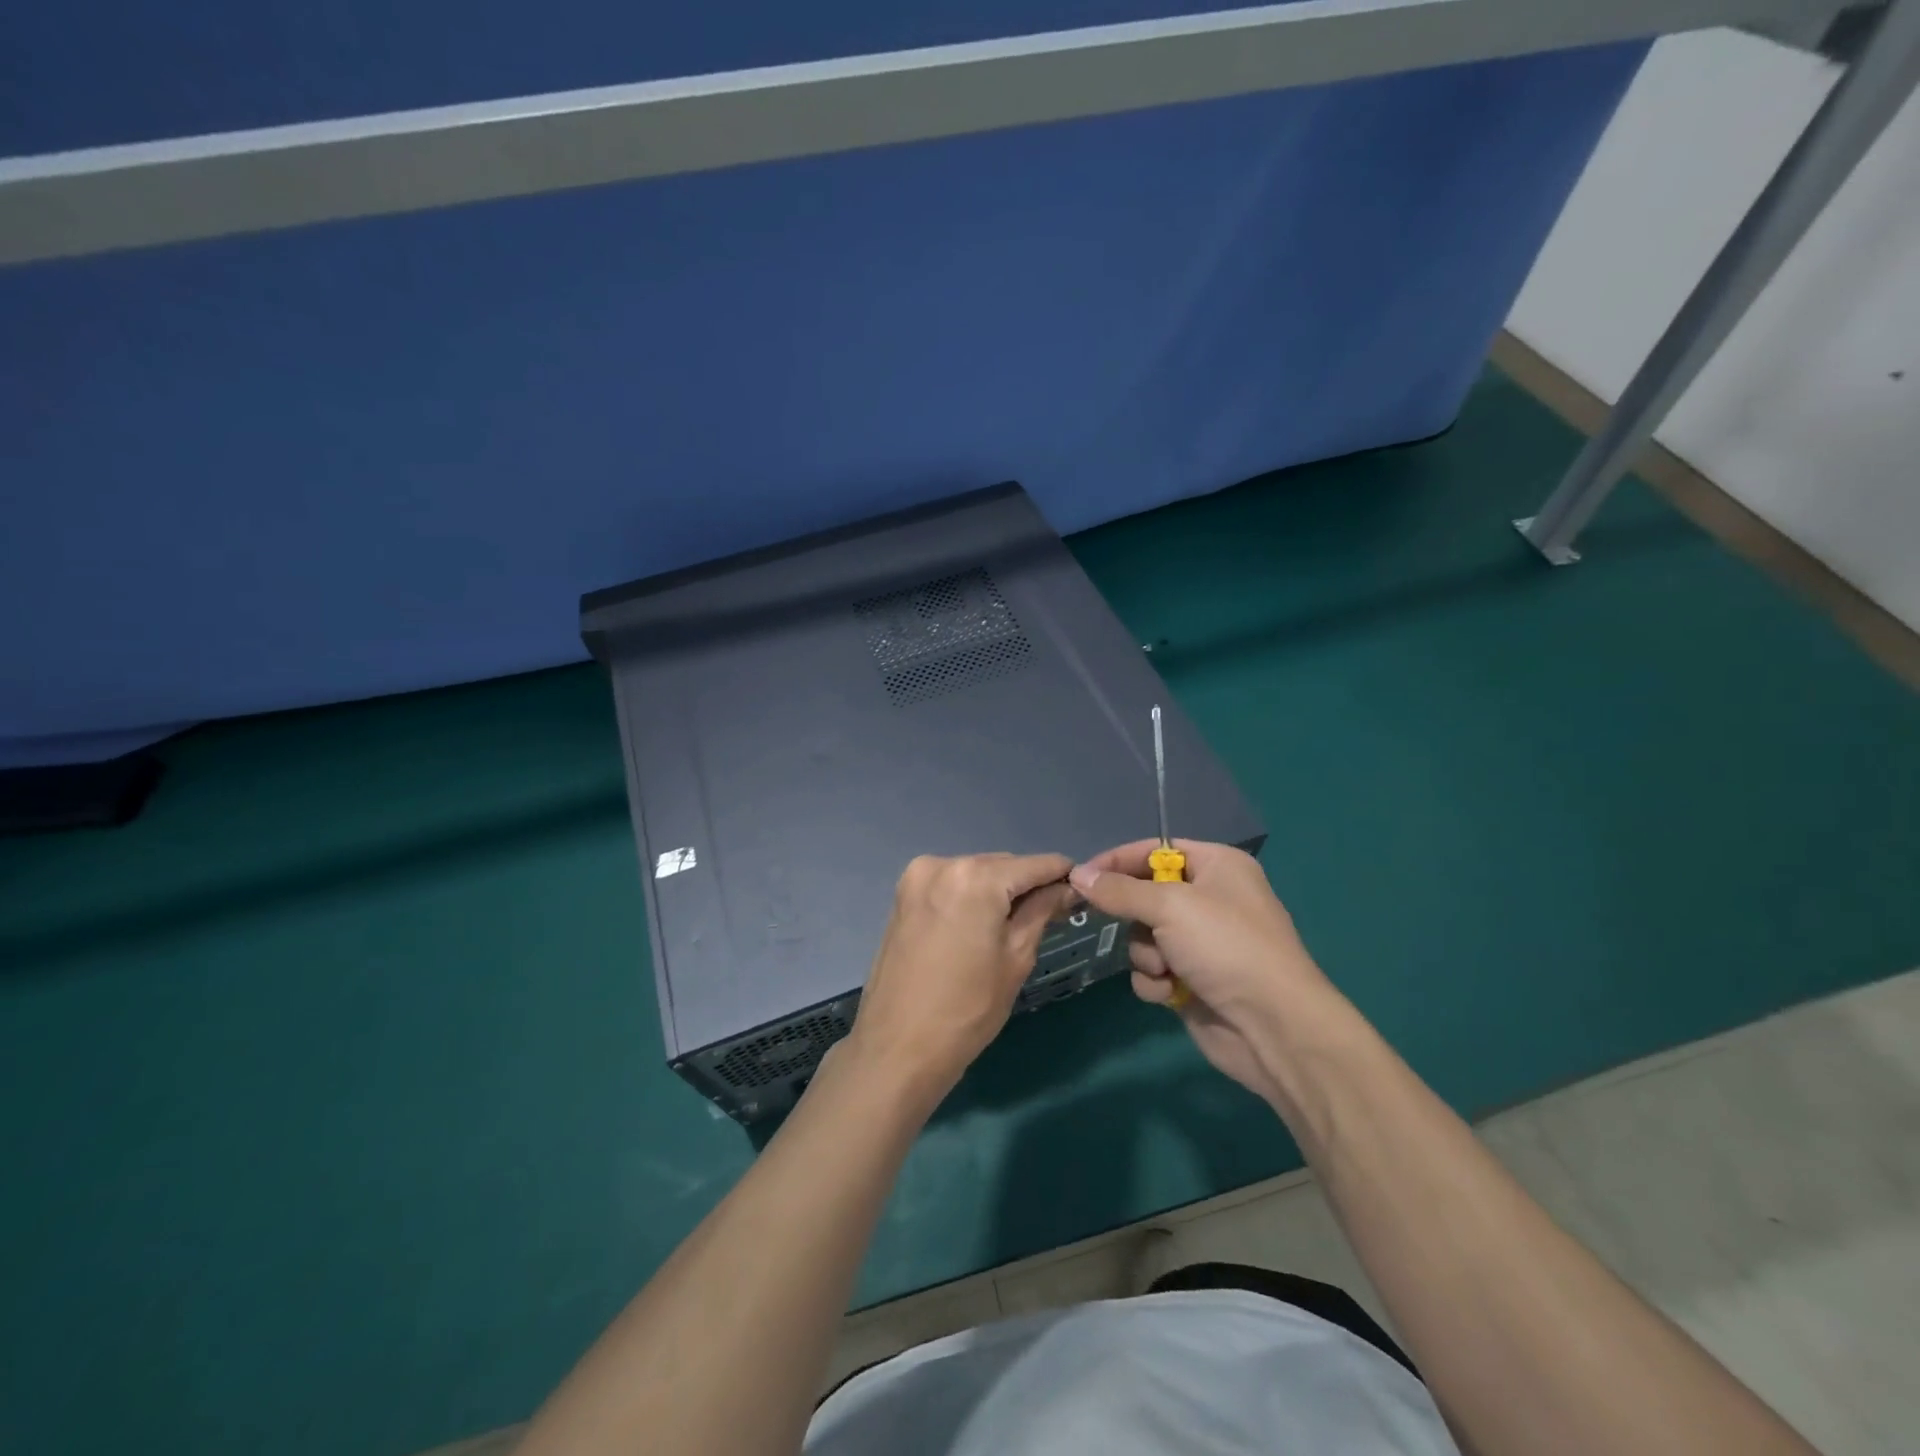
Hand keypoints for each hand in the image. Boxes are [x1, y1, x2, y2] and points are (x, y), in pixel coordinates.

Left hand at [845, 852, 1075, 1106]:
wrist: (898, 1048)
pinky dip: (971, 896)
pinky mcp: (903, 895)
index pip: (1033, 864)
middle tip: (1054, 911)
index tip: (1082, 888)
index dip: (1062, 874)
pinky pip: (951, 884)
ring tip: (1017, 923)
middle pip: (1002, 865)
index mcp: (974, 877)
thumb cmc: (968, 1009)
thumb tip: (1067, 888)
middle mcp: (943, 864)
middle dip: (1028, 884)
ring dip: (998, 890)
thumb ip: (1042, 911)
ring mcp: (917, 878)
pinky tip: (982, 924)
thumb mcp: (1016, 958)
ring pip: (975, 873)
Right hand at [1068, 840, 1356, 1106]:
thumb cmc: (1226, 947)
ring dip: (1146, 954)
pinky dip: (1155, 981)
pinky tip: (1171, 993)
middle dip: (1137, 919)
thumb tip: (1077, 874)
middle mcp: (1210, 899)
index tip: (1081, 876)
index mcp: (1217, 866)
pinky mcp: (1192, 980)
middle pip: (1144, 896)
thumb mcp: (1170, 906)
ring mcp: (1201, 943)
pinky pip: (1153, 970)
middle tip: (1137, 927)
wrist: (1272, 1027)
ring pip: (1143, 936)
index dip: (1118, 861)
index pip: (1155, 850)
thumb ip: (1119, 890)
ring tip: (1165, 968)